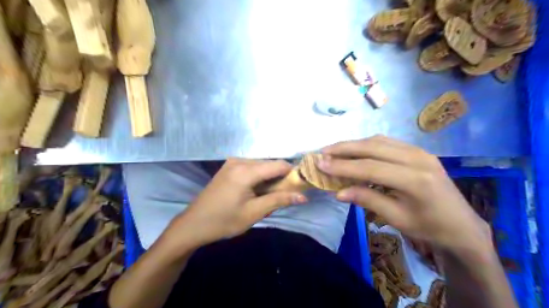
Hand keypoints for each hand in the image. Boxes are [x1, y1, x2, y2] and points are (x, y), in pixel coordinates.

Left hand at [163, 158, 307, 247]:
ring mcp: (232, 162)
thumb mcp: (254, 212)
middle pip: (270, 164)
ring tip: (269, 196)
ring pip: (261, 165)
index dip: (292, 173)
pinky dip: (259, 177)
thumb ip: (279, 200)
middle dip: (280, 177)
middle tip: (284, 195)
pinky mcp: (229, 167)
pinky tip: (256, 191)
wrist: (193, 224)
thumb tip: (303, 197)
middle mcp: (239, 160)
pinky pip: (251, 167)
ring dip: (270, 178)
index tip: (300, 186)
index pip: (278, 165)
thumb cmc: (224, 221)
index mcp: (245, 171)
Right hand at [318, 135, 493, 254]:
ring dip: (354, 144)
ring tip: (334, 150)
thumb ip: (367, 200)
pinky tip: (356, 151)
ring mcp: (419, 151)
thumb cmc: (430, 228)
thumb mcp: (397, 218)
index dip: (342, 166)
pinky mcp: (418, 151)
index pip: (370, 167)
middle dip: (344, 148)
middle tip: (323, 152)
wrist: (463, 226)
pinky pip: (387, 142)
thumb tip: (338, 192)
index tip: (320, 164)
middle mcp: (417, 158)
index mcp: (415, 180)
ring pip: (379, 141)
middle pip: (372, 147)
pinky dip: (367, 145)